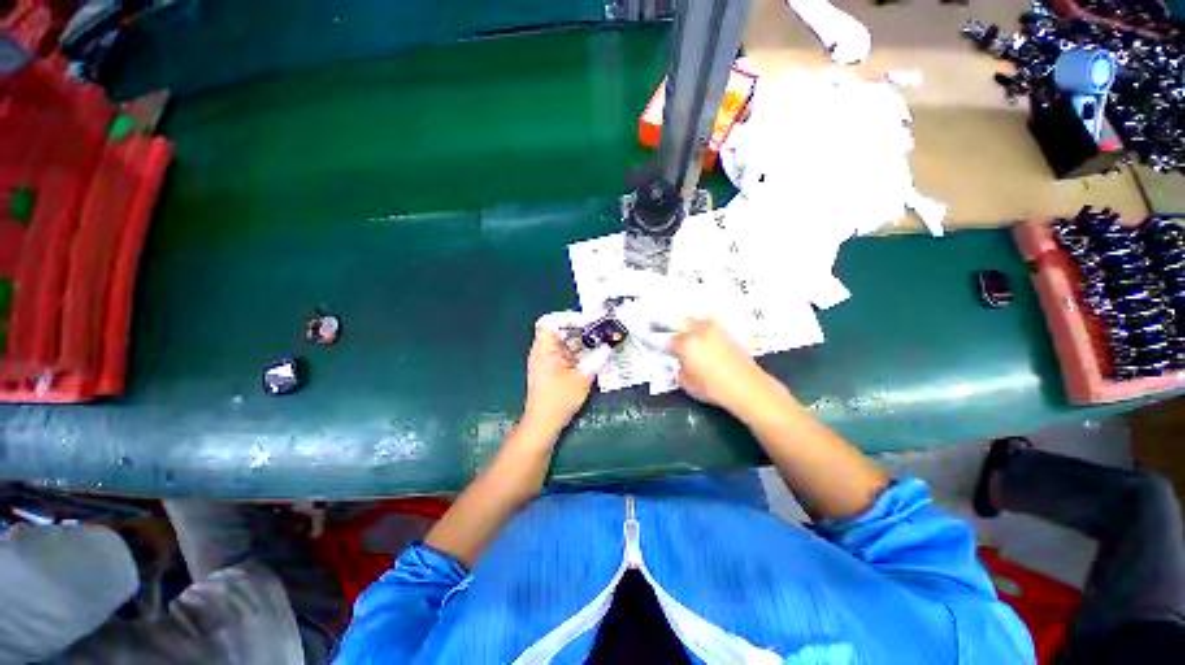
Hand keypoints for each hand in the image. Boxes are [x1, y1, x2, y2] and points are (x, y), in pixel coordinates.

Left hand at [523, 327, 594, 431]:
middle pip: (558, 330)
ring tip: (597, 341)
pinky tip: (589, 356)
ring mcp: (544, 359)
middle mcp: (541, 350)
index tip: (588, 321)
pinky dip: (575, 351)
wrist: (543, 422)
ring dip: (579, 341)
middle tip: (598, 331)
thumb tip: (609, 346)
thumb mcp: (583, 378)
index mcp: (545, 348)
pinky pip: (562, 352)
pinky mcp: (548, 368)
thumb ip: (597, 359)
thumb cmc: (560, 399)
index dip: (569, 317)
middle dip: (579, 329)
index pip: (551, 321)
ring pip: (561, 341)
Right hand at [668, 319, 782, 414]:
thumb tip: (680, 365)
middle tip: (681, 348)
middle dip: (680, 335)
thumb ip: (679, 371)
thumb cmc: (713, 388)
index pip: (669, 341)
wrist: (748, 387)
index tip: (669, 355)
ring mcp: (716, 330)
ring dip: (694, 331)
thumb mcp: (687, 384)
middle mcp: (699, 331)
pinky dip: (708, 335)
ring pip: (699, 324)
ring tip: (695, 345)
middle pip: (683, 326)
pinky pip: (712, 329)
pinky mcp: (729, 334)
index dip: (668, 349)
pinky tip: (709, 347)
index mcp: (686, 343)